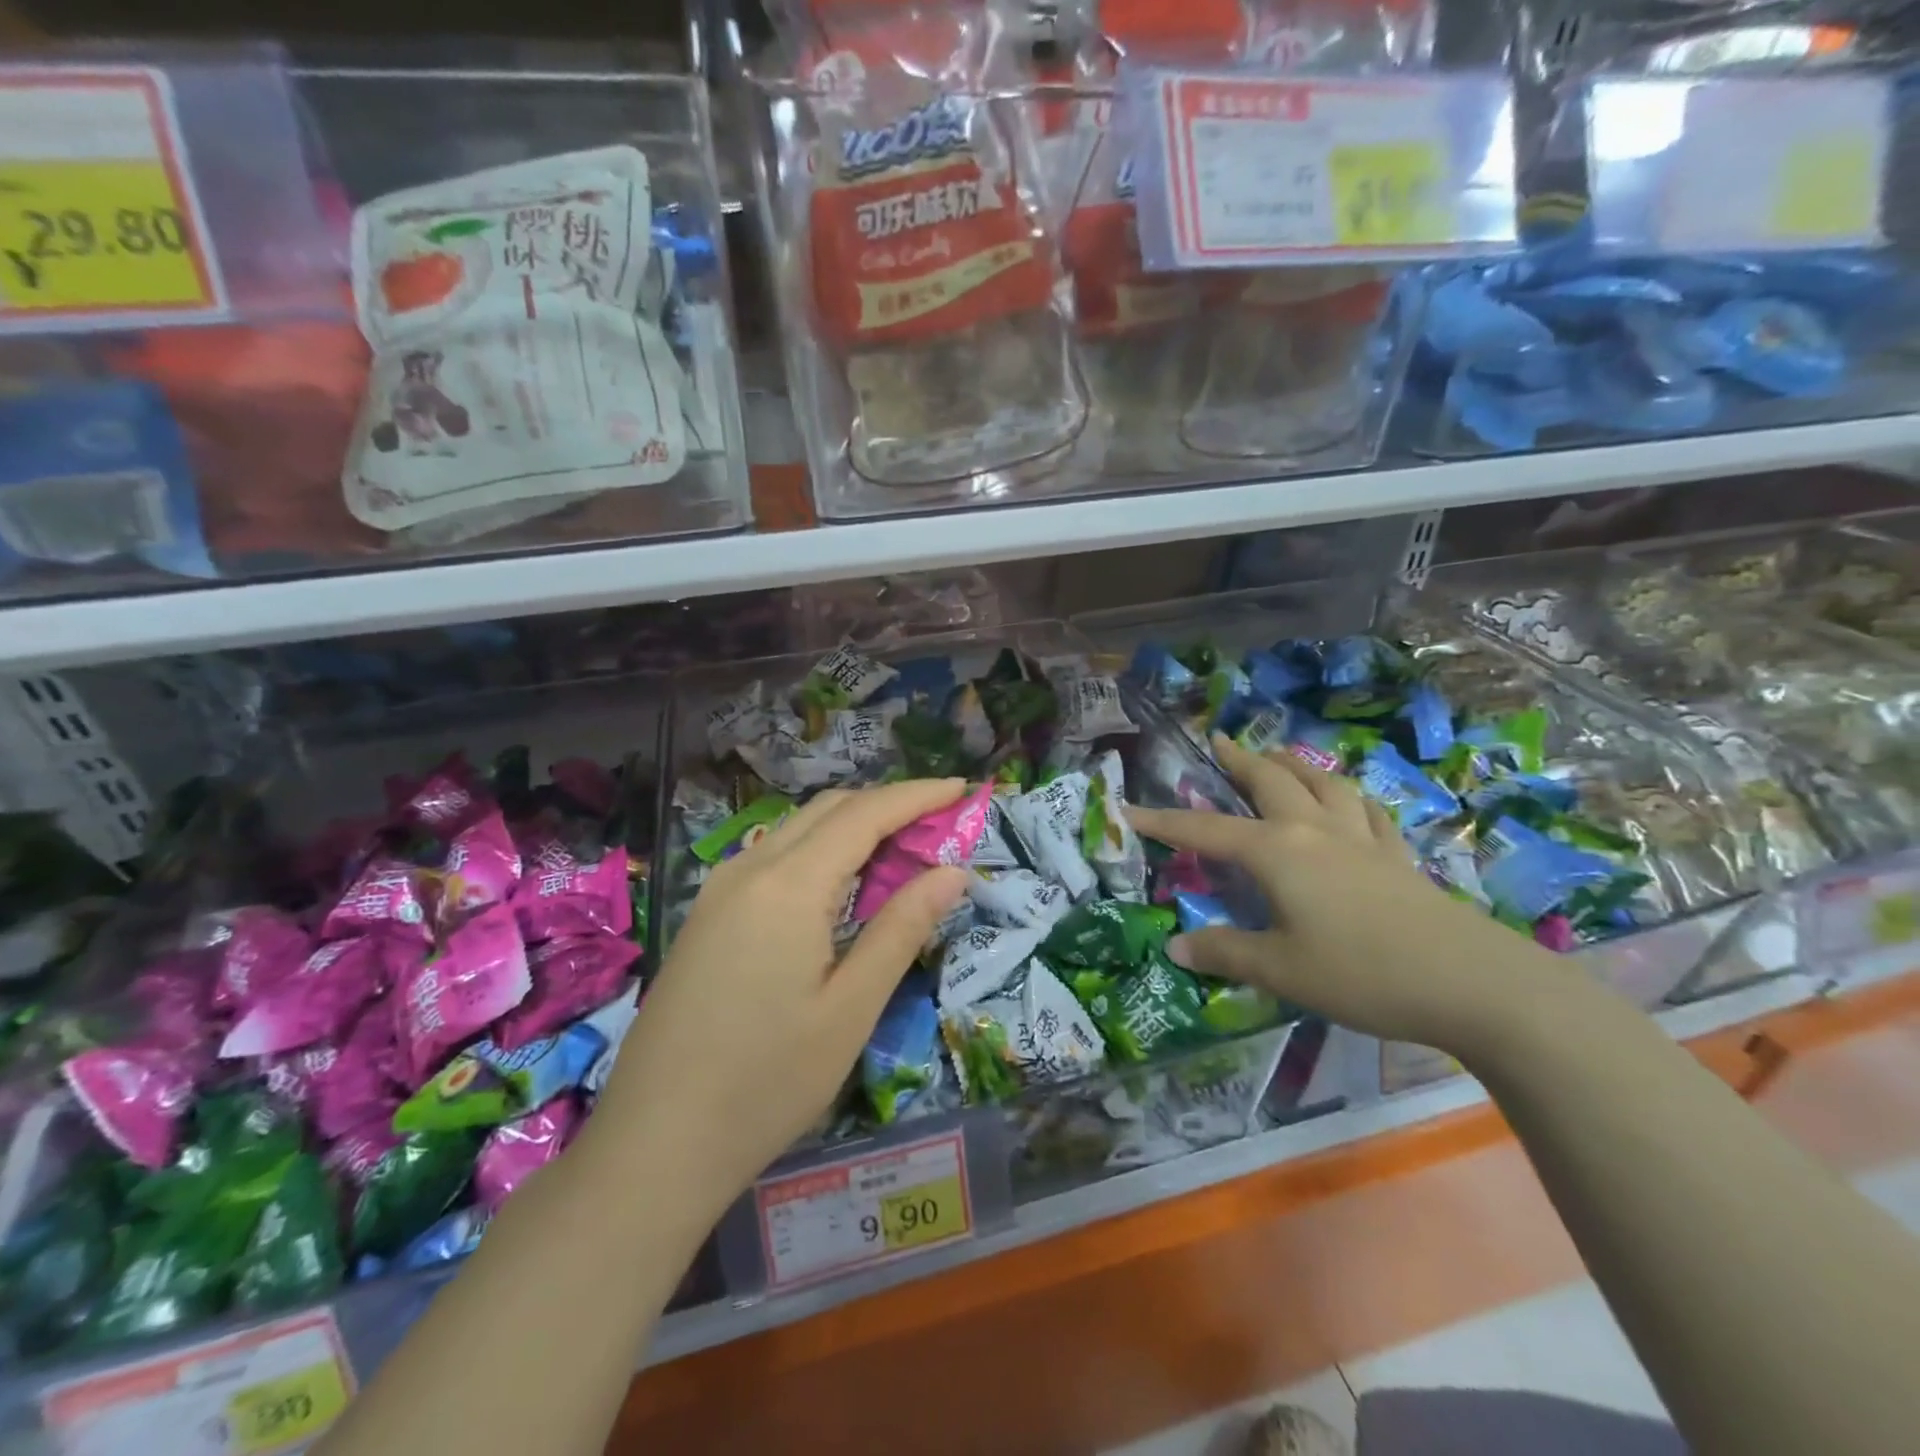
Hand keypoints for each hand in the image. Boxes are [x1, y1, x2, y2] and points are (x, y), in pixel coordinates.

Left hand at [589, 780, 969, 1216]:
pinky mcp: (708, 914)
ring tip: (901, 852)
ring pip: (799, 830)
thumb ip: (902, 928)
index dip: (917, 795)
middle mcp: (750, 869)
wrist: (654, 1143)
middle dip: (889, 805)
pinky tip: (841, 887)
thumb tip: (952, 872)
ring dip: (854, 826)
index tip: (962, 788)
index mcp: (789, 886)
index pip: (865, 813)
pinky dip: (820, 852)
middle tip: (940, 825)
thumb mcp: (851, 1009)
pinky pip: (775, 857)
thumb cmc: (766, 1083)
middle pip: (830, 809)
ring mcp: (720, 889)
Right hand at [1130, 736, 1567, 1055]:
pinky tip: (1352, 801)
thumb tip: (1175, 949)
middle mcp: (1315, 830)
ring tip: (1280, 755)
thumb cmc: (1361, 973)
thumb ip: (1224, 953)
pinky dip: (1351, 797)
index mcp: (1277, 851)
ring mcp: (1362, 839)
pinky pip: (1369, 812)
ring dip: (1296, 764)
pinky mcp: (1398, 858)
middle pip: (1271, 780)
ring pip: (1324, 783)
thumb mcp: (1279, 970)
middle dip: (1239, 759)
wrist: (1471, 982)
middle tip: (1218, 740)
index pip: (1205, 830)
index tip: (1128, 810)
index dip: (1163, 821)